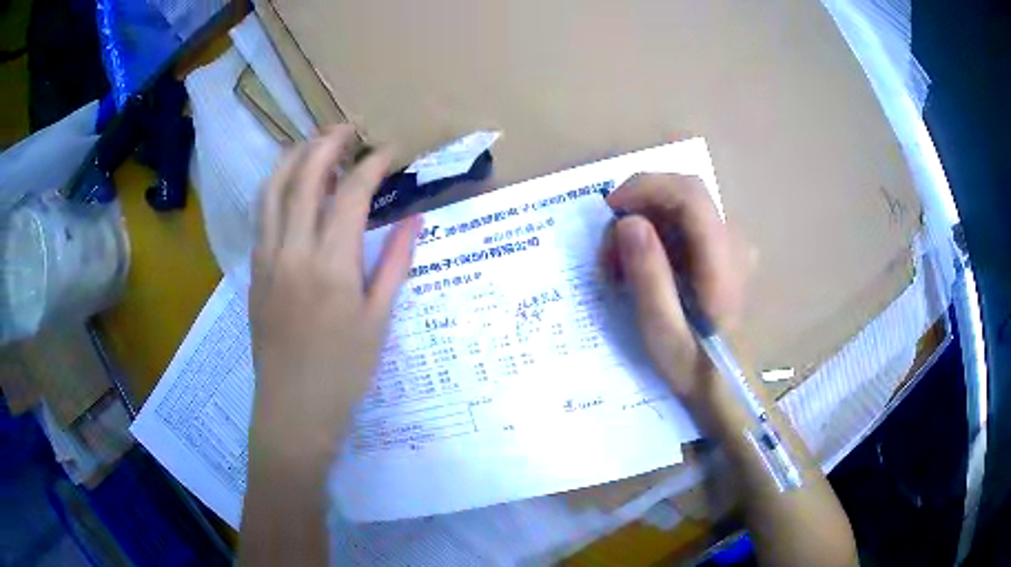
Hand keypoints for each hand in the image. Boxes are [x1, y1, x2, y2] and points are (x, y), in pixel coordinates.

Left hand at [249, 125, 420, 464]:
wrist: (293, 410)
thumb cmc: (343, 373)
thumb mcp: (378, 320)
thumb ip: (396, 262)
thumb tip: (415, 218)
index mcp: (330, 265)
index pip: (350, 193)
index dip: (372, 164)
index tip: (390, 151)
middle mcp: (292, 251)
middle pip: (303, 177)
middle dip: (326, 143)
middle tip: (349, 130)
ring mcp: (266, 259)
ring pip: (271, 190)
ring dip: (292, 158)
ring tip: (314, 144)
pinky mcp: (254, 272)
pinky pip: (261, 216)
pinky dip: (275, 188)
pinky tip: (290, 187)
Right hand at [600, 173, 746, 408]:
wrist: (729, 383)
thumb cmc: (695, 367)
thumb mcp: (662, 332)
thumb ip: (649, 277)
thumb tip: (628, 222)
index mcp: (723, 260)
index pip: (688, 194)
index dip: (645, 187)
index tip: (609, 211)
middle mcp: (734, 240)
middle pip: (682, 193)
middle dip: (638, 207)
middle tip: (609, 251)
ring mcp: (732, 243)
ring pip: (680, 205)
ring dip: (644, 222)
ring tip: (620, 265)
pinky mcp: (724, 249)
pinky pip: (685, 222)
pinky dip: (656, 233)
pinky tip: (642, 266)